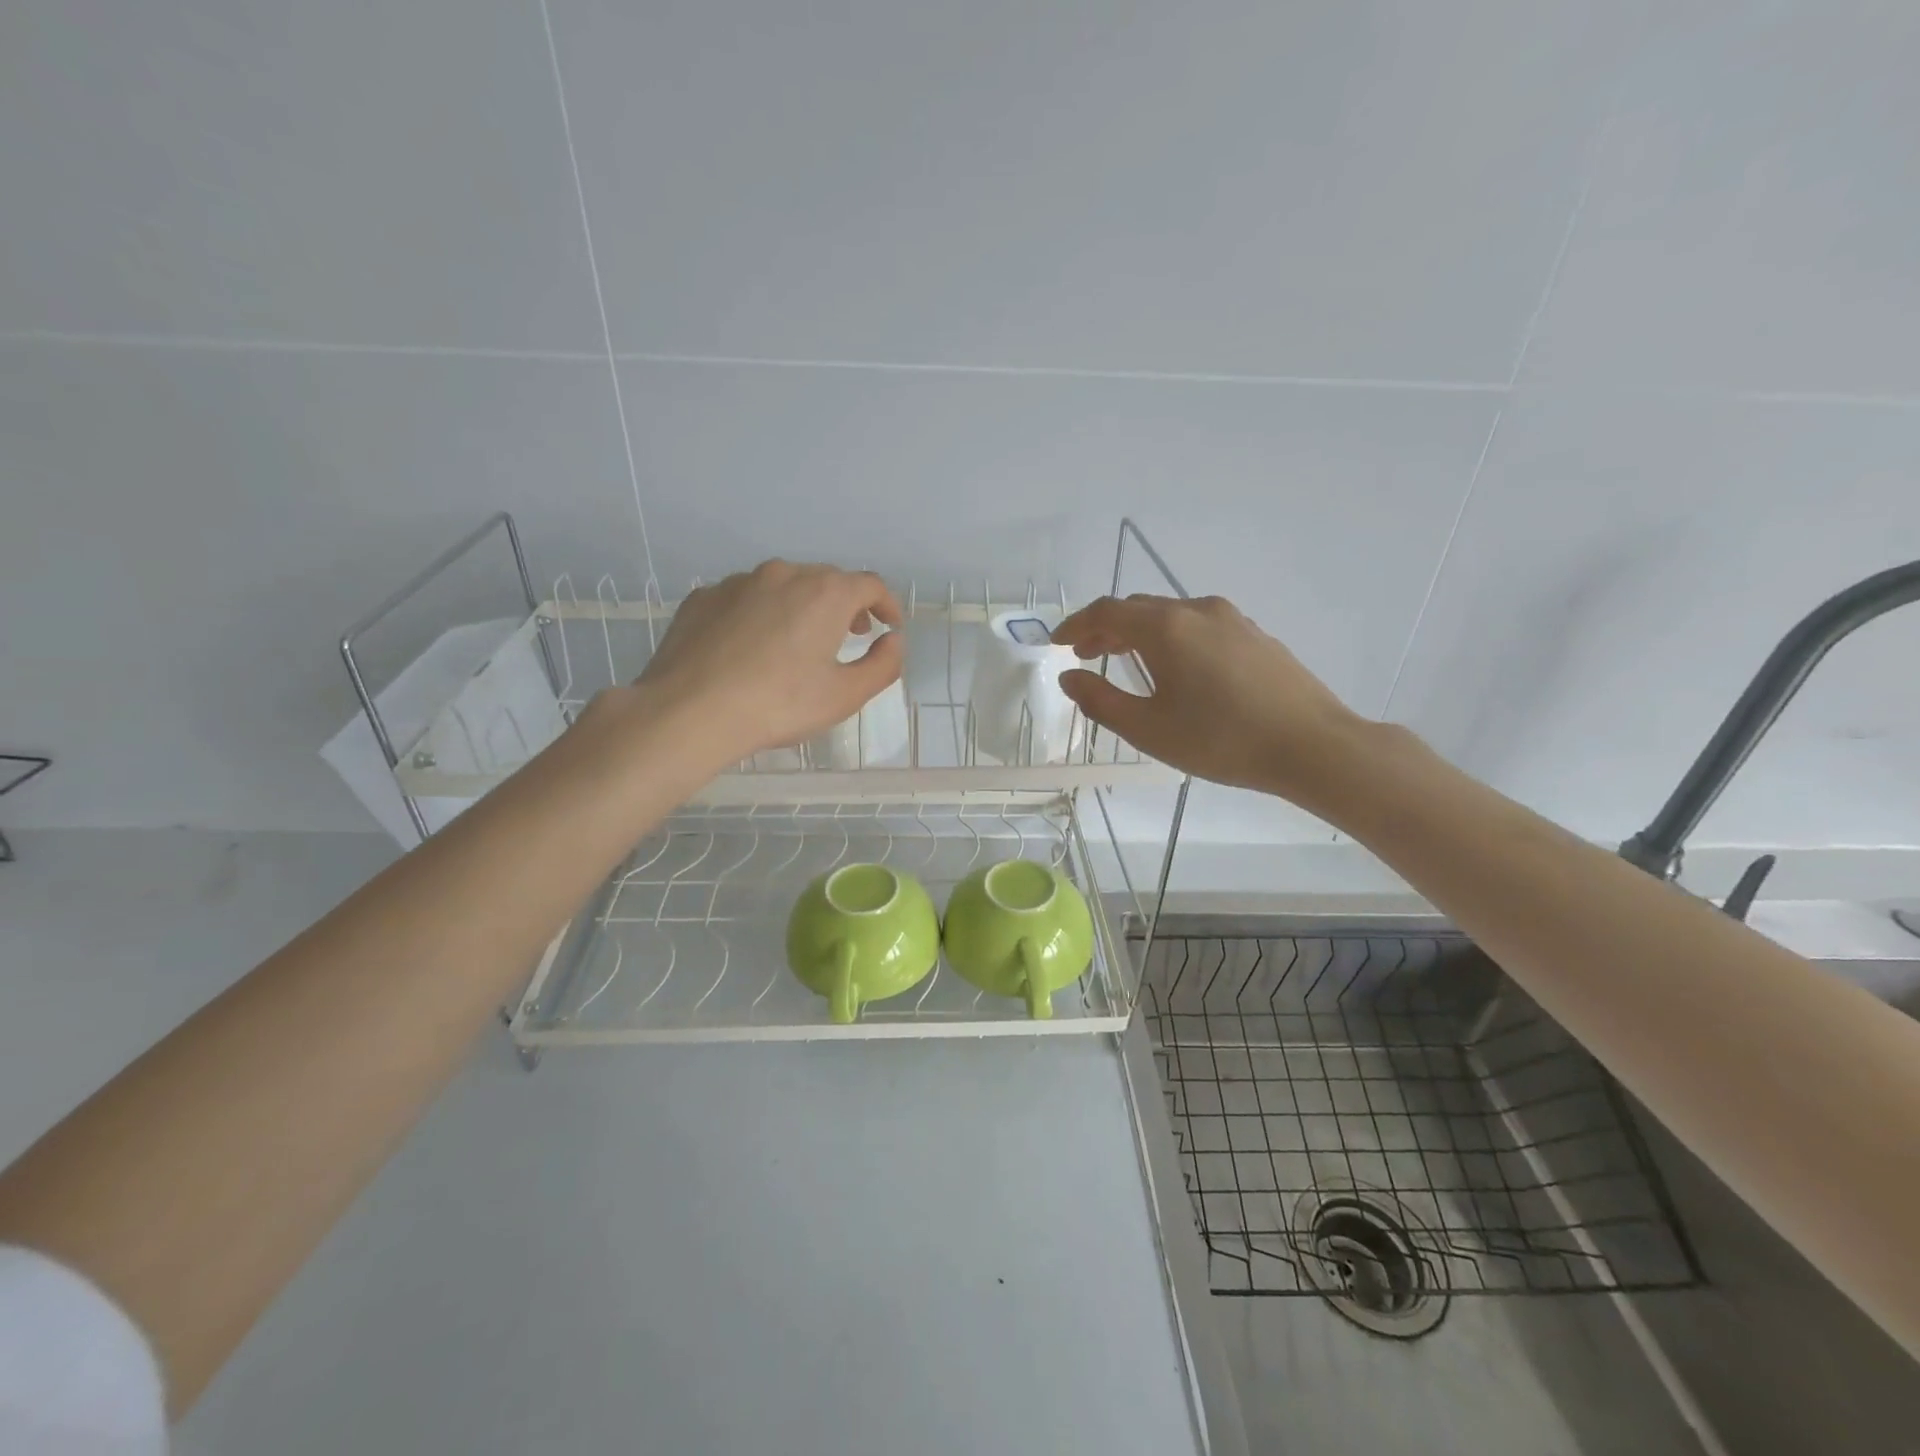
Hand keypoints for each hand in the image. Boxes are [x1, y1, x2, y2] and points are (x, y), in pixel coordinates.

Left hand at [626, 560, 903, 765]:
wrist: (689, 711)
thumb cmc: (778, 704)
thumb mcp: (845, 695)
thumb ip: (882, 665)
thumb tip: (893, 641)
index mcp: (825, 593)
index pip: (870, 584)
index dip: (887, 605)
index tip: (890, 627)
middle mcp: (783, 574)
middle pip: (827, 580)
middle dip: (846, 605)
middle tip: (850, 635)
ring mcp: (738, 582)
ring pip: (783, 586)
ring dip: (801, 607)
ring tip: (799, 642)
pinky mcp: (703, 598)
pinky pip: (745, 599)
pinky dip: (760, 614)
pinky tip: (752, 648)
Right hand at [1051, 594, 1361, 800]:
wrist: (1312, 746)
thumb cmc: (1221, 740)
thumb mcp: (1149, 729)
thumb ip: (1100, 701)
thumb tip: (1070, 678)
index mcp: (1166, 627)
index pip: (1106, 612)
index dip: (1076, 625)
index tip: (1057, 643)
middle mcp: (1197, 610)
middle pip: (1139, 608)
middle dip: (1106, 628)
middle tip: (1086, 655)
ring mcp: (1232, 619)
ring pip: (1171, 615)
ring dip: (1140, 633)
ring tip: (1126, 661)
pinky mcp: (1255, 635)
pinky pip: (1199, 626)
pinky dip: (1172, 638)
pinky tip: (1178, 669)